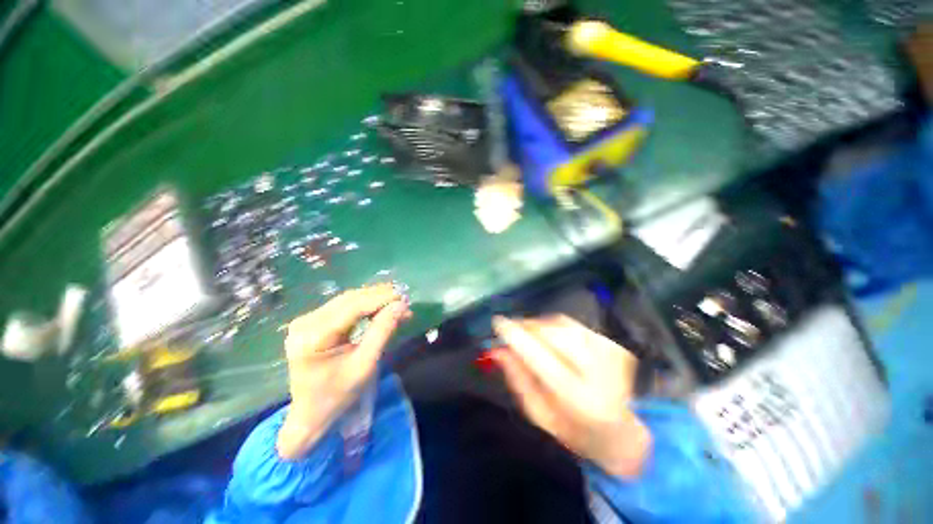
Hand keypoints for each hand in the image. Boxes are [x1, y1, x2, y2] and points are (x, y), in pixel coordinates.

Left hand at [277, 284, 409, 459]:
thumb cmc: (339, 394)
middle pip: (349, 300)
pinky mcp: (312, 321)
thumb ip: (382, 331)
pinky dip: (365, 306)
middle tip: (404, 300)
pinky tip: (381, 307)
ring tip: (397, 302)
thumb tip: (401, 305)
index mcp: (313, 337)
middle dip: (379, 297)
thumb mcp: (365, 365)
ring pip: (348, 300)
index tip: (404, 297)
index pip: (352, 308)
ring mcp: (306, 320)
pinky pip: (343, 307)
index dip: (380, 299)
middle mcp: (305, 323)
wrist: (311, 413)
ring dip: (374, 299)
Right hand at [492, 315, 650, 476]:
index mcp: (580, 400)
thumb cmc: (577, 432)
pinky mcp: (613, 343)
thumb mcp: (541, 416)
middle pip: (552, 333)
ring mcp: (610, 353)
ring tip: (529, 335)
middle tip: (511, 329)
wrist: (627, 434)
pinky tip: (550, 337)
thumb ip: (518, 381)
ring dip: (539, 325)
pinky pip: (573, 324)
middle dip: (527, 327)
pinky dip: (554, 326)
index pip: (540, 358)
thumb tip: (498, 350)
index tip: (497, 322)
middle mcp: (599, 371)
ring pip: (562, 324)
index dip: (516, 336)